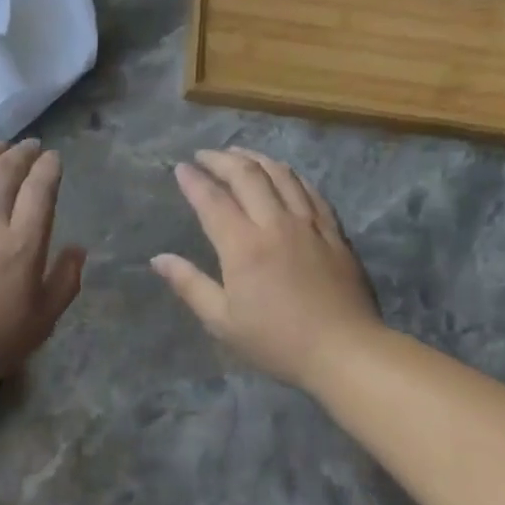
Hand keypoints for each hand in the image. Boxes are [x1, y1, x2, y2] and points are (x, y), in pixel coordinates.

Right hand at [152, 149, 380, 389]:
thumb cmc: (277, 341)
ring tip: (239, 154)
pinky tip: (282, 174)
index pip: (212, 200)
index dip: (193, 180)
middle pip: (247, 175)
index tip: (180, 168)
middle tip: (205, 155)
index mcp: (243, 246)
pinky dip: (290, 175)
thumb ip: (190, 285)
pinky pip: (310, 190)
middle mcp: (275, 223)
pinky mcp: (333, 231)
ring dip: (256, 158)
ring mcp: (308, 224)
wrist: (345, 351)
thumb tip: (159, 259)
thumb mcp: (223, 321)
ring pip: (280, 174)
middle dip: (221, 159)